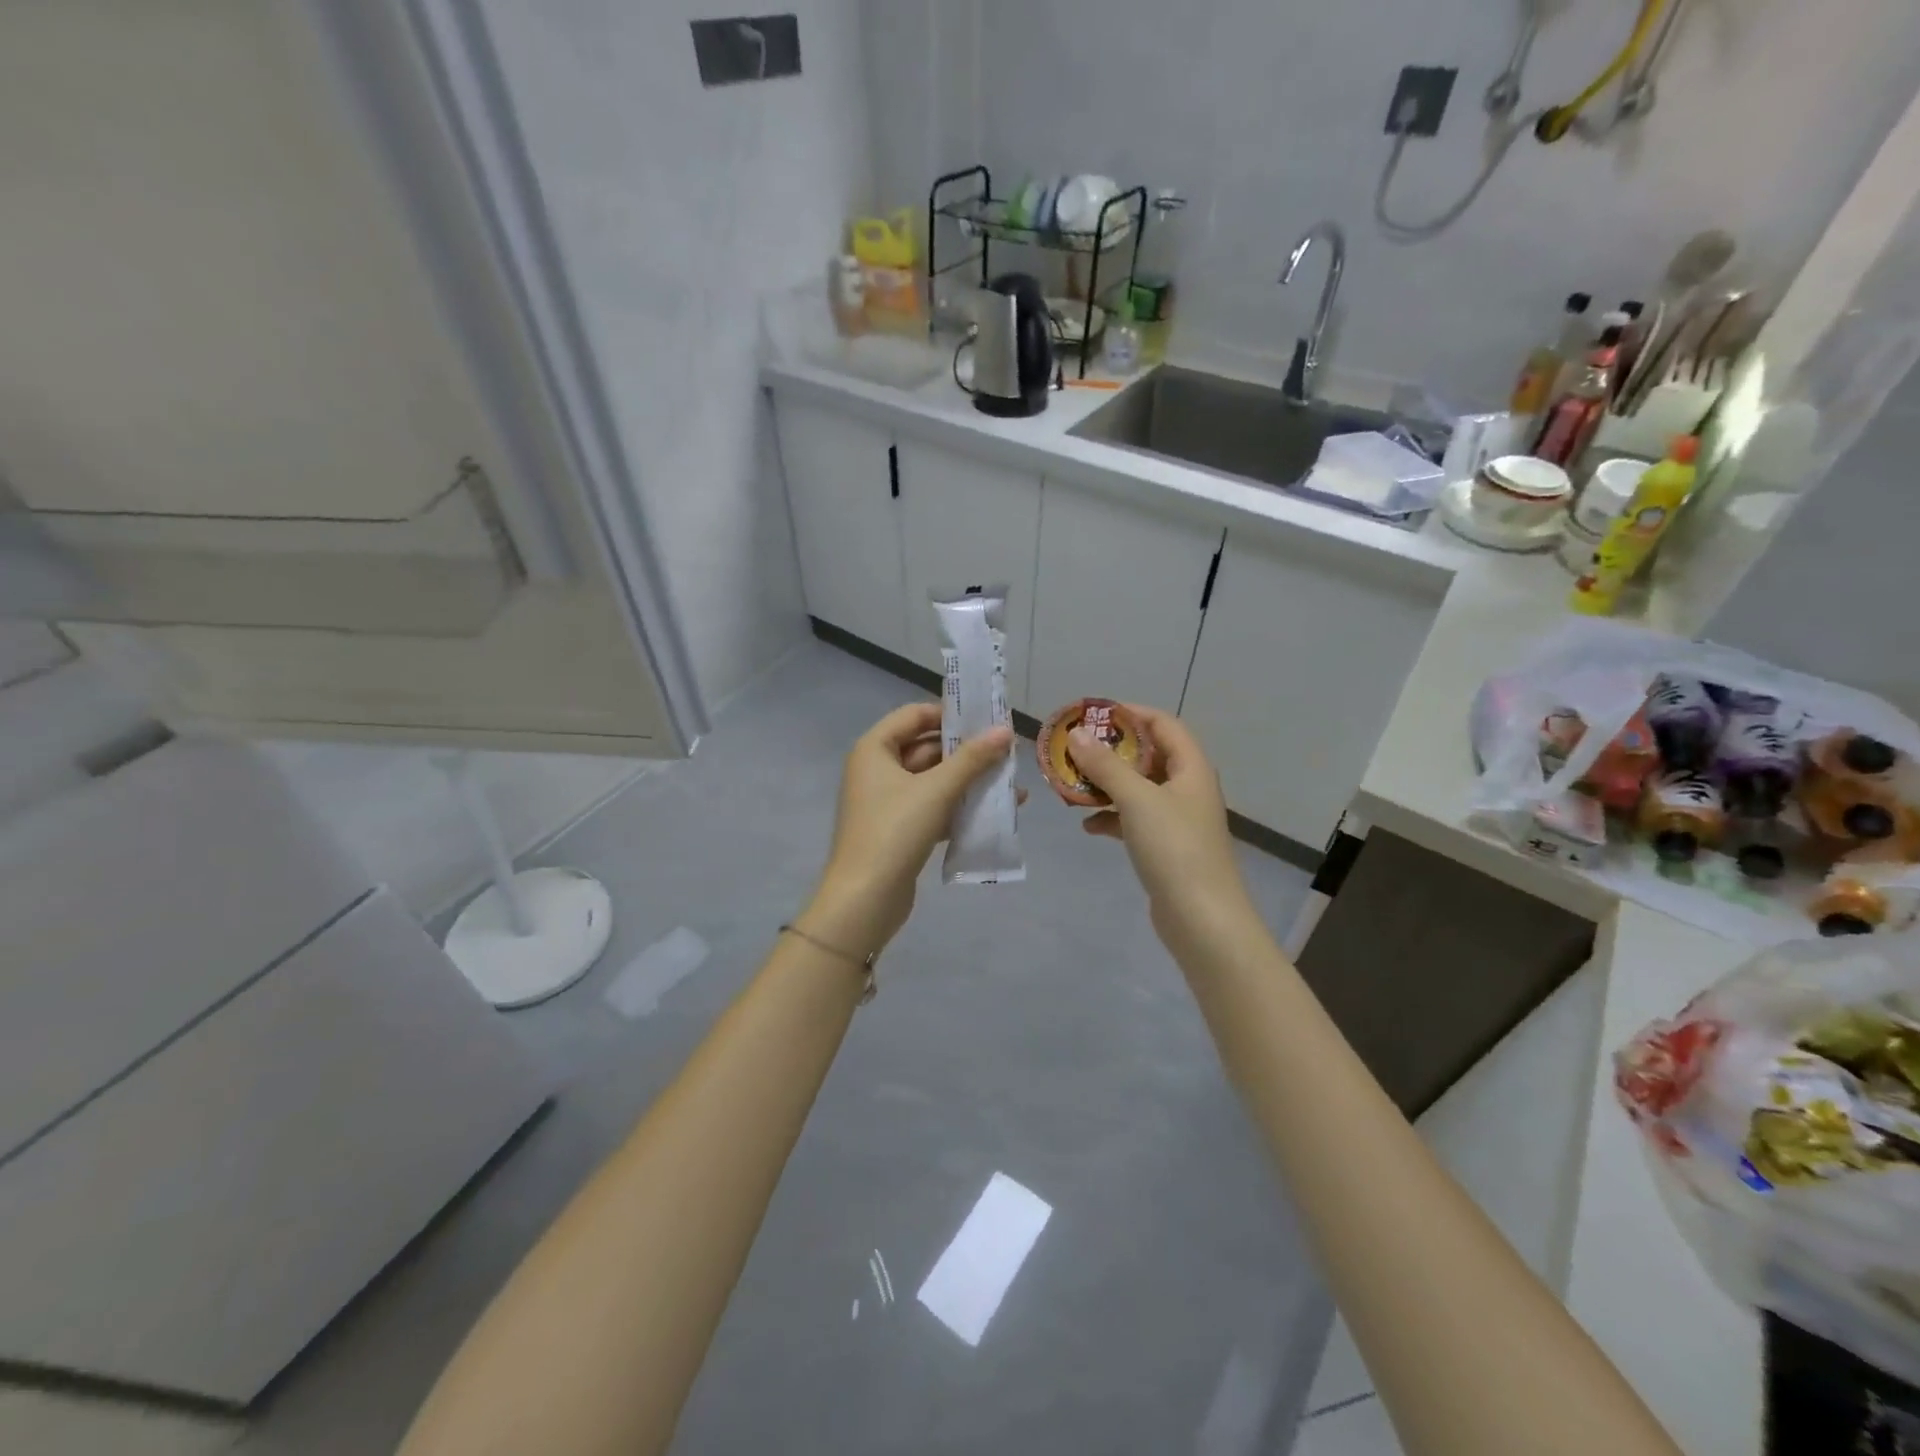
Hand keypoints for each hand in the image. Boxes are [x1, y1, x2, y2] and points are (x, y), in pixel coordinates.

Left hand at [802, 703, 1014, 956]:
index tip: (987, 720)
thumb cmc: (895, 832)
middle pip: (927, 747)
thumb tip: (1005, 730)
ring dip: (969, 781)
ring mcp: (888, 801)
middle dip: (967, 752)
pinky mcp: (900, 830)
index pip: (915, 715)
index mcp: (875, 748)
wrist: (865, 900)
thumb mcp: (937, 790)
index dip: (950, 715)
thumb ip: (972, 759)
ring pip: (934, 780)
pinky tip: (995, 812)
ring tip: (1011, 784)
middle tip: (1008, 753)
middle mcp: (878, 769)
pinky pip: (934, 807)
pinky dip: (960, 807)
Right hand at [1068, 707, 1258, 956]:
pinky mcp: (1166, 847)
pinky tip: (1087, 826)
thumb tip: (1077, 734)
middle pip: (1148, 756)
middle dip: (1111, 751)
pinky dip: (1112, 817)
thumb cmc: (1174, 849)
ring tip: (1072, 785)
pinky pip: (1135, 820)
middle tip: (1074, 749)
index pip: (1163, 724)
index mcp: (1190, 768)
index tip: (1093, 714)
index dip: (1130, 713)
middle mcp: (1187, 788)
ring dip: (1107, 785)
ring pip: (1138, 789)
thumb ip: (1106, 765)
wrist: (1203, 919)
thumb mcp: (1137, 800)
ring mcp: (1177, 819)